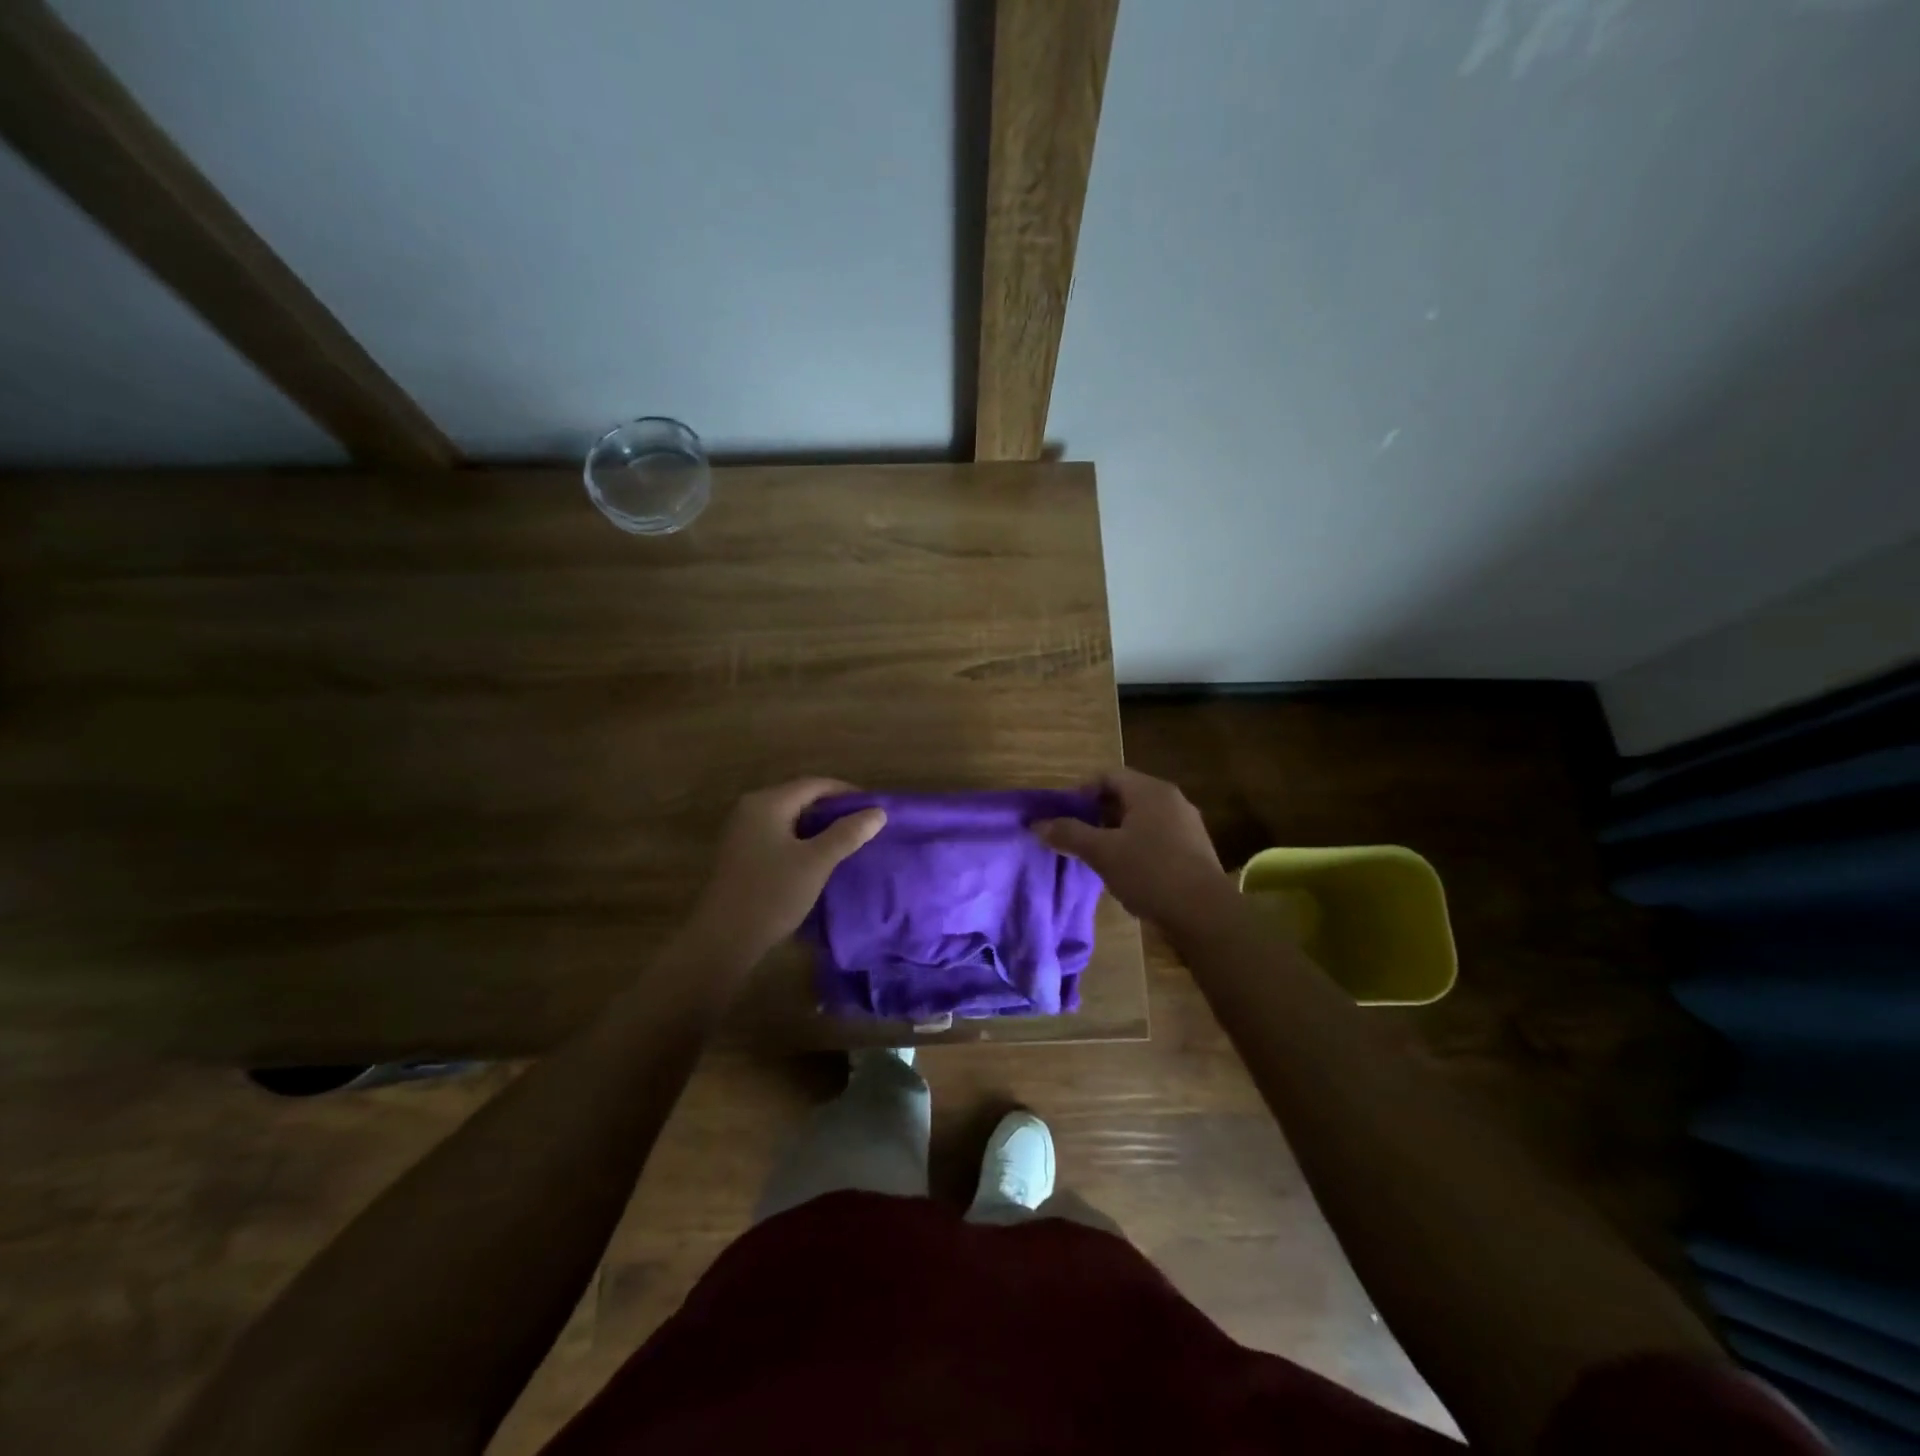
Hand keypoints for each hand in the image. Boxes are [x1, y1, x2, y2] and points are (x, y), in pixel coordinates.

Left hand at [684, 779, 886, 966]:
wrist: (723, 940)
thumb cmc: (772, 895)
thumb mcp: (816, 862)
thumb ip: (847, 834)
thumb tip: (878, 812)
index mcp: (767, 803)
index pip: (815, 784)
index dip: (847, 793)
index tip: (875, 808)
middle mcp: (751, 808)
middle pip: (801, 798)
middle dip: (834, 809)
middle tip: (865, 825)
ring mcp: (742, 831)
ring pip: (790, 818)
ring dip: (819, 826)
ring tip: (848, 841)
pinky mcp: (741, 853)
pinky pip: (779, 834)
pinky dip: (802, 839)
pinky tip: (819, 857)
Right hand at [1035, 768, 1230, 929]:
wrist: (1205, 914)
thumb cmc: (1150, 872)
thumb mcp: (1102, 853)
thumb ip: (1069, 834)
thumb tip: (1037, 825)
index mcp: (1150, 790)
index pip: (1108, 776)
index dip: (1081, 792)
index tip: (1064, 816)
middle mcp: (1171, 799)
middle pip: (1125, 795)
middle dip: (1097, 814)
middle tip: (1076, 836)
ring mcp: (1187, 824)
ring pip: (1142, 818)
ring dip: (1116, 832)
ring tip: (1097, 856)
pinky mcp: (1195, 849)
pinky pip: (1157, 836)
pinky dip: (1137, 846)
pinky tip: (1126, 871)